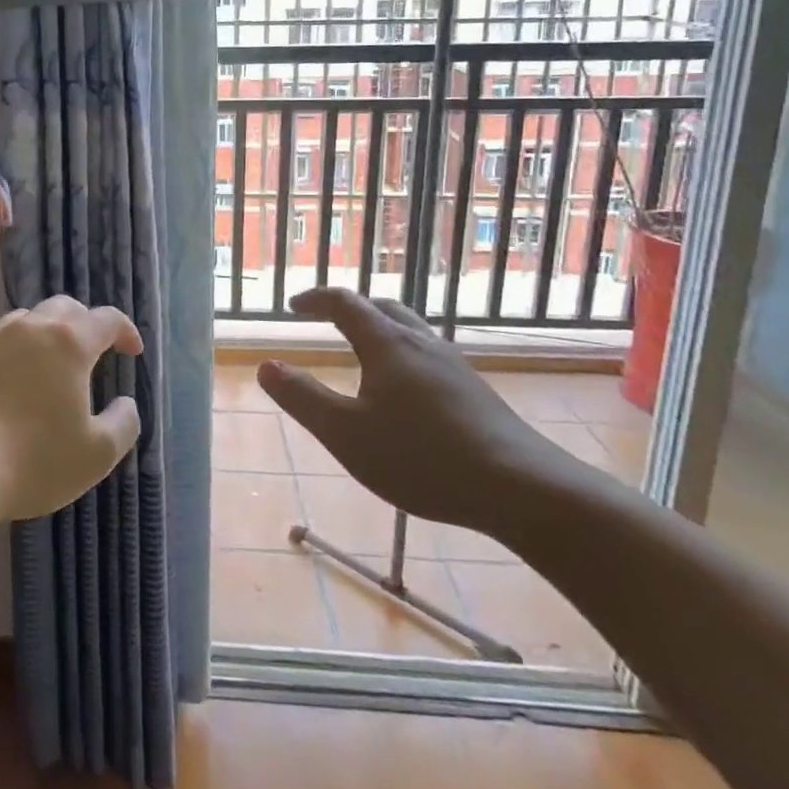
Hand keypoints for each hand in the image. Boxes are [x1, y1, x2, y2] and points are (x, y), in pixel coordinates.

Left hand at [0, 296, 143, 521]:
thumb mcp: (97, 453)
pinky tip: (10, 383)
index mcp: (69, 342)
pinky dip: (12, 354)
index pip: (107, 319)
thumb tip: (126, 403)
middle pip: (64, 307)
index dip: (125, 330)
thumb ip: (123, 423)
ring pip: (26, 319)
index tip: (132, 351)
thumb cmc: (36, 459)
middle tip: (93, 351)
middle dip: (85, 323)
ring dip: (46, 332)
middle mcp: (30, 329)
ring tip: (51, 362)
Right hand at [258, 288, 580, 532]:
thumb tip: (266, 366)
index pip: (344, 303)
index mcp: (387, 344)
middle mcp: (421, 342)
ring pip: (410, 330)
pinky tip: (405, 391)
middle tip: (326, 320)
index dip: (315, 299)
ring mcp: (454, 365)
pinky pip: (428, 354)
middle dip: (350, 308)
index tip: (293, 306)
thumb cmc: (422, 457)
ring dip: (379, 329)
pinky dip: (403, 354)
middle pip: (382, 307)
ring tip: (363, 353)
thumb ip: (302, 398)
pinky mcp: (475, 390)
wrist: (522, 489)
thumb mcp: (346, 433)